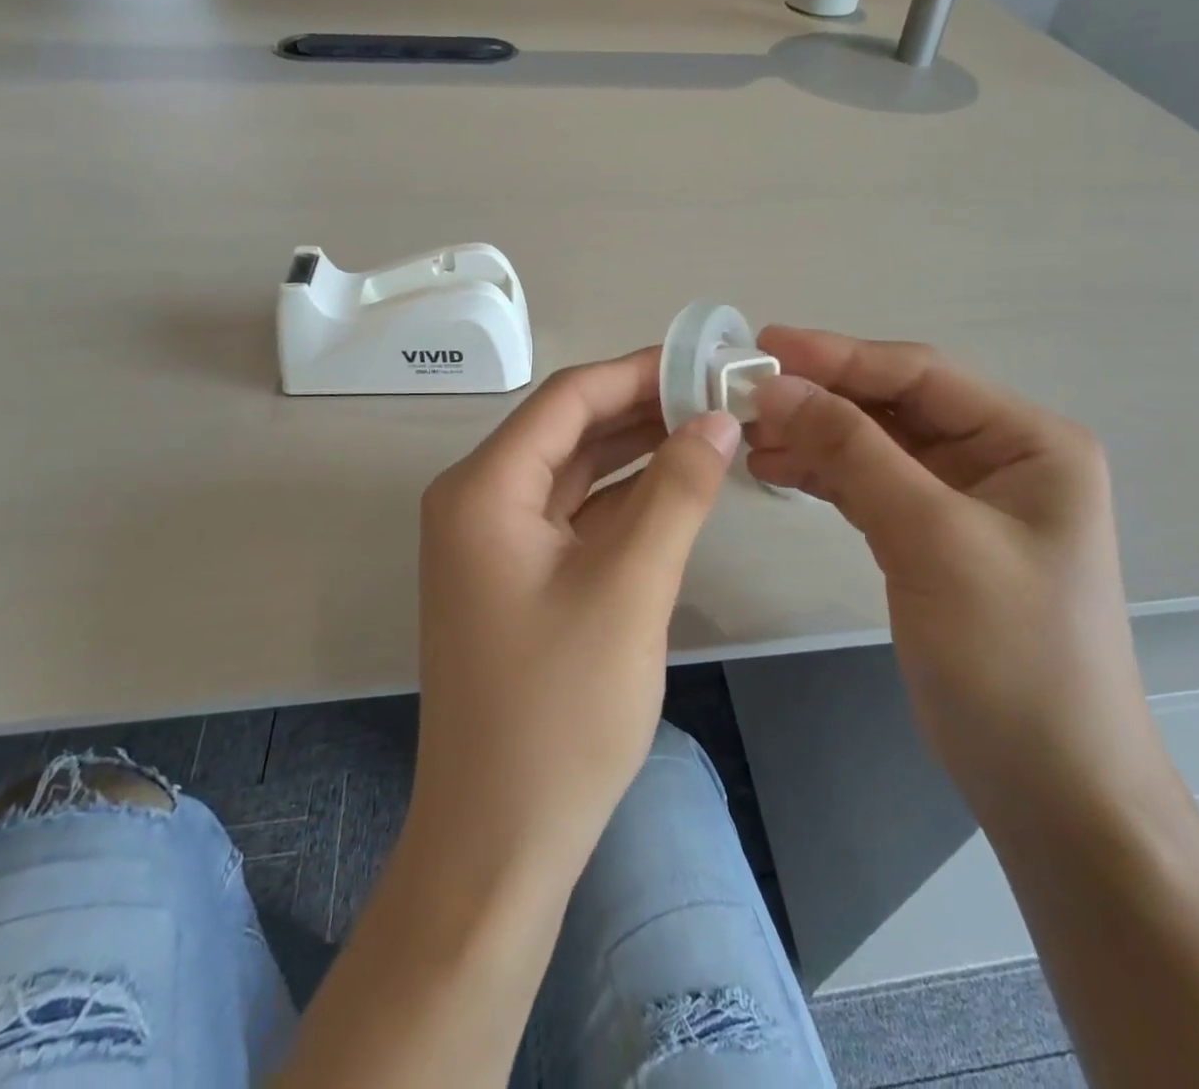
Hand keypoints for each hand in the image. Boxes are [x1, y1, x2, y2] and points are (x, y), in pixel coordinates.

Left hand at [411, 348, 738, 877]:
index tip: (706, 361)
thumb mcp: (630, 587)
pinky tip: (678, 486)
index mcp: (484, 488)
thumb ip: (677, 491)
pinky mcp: (517, 577)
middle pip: (569, 430)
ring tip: (711, 429)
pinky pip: (575, 516)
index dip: (638, 372)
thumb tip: (718, 419)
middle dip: (643, 408)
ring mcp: (494, 542)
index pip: (567, 398)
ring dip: (638, 451)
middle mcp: (478, 501)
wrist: (501, 837)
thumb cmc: (560, 710)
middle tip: (720, 394)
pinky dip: (625, 499)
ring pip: (575, 472)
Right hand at [746, 328, 1163, 828]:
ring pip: (874, 445)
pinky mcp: (929, 537)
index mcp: (1027, 441)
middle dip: (819, 398)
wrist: (1049, 784)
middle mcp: (998, 457)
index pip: (919, 374)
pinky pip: (868, 486)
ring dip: (813, 437)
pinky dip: (822, 476)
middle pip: (893, 406)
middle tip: (742, 395)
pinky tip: (774, 471)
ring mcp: (962, 499)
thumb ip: (855, 453)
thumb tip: (780, 387)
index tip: (763, 346)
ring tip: (747, 436)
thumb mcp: (932, 539)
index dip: (838, 356)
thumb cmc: (1010, 654)